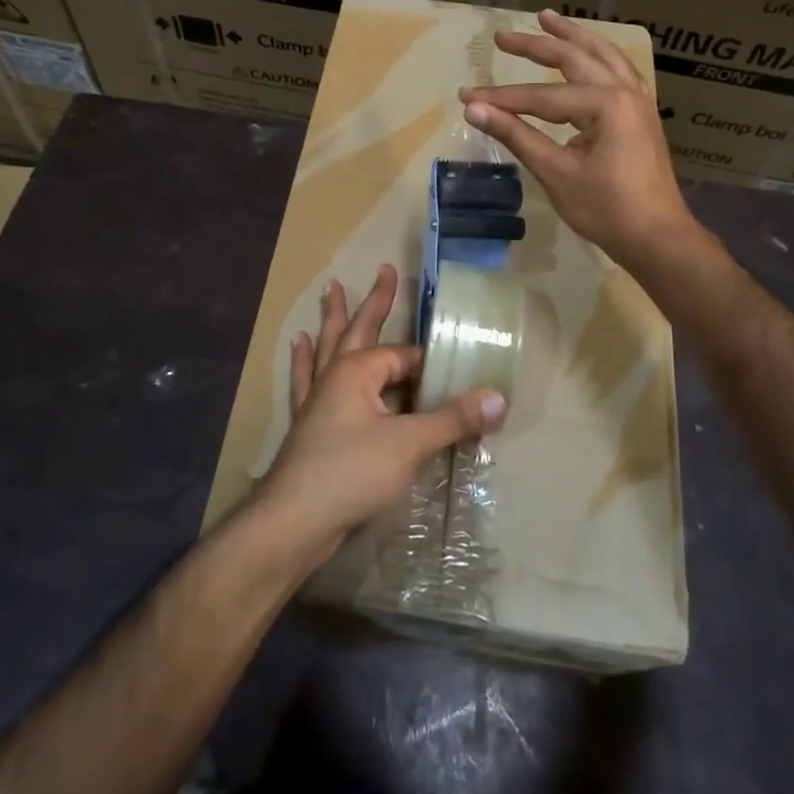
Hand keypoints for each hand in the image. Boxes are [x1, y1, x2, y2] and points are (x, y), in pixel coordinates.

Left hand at [251, 264, 506, 563]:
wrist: (294, 523)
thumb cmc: (351, 473)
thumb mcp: (410, 444)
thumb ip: (453, 420)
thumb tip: (499, 398)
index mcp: (358, 371)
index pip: (405, 356)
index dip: (432, 364)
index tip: (458, 372)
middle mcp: (335, 376)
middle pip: (357, 329)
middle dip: (374, 301)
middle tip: (384, 270)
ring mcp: (317, 400)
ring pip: (327, 348)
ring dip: (331, 320)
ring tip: (330, 290)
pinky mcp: (307, 425)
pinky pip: (306, 381)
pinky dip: (304, 360)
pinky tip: (298, 345)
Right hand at [460, 9, 696, 268]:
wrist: (657, 237)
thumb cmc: (606, 209)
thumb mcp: (556, 173)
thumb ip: (516, 136)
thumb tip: (474, 110)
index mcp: (606, 104)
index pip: (541, 97)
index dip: (501, 98)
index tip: (467, 96)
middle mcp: (625, 91)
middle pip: (574, 59)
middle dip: (537, 46)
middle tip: (502, 37)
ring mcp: (638, 101)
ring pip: (603, 56)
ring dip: (574, 37)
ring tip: (549, 19)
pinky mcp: (641, 115)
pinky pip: (618, 72)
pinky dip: (598, 56)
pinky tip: (590, 54)